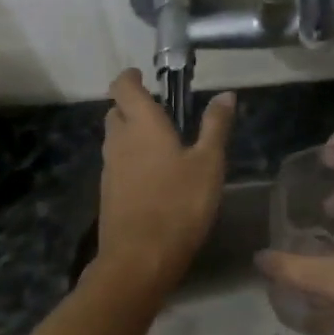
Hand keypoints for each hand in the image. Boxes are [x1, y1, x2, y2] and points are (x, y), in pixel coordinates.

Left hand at [94, 70, 235, 296]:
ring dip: (131, 134)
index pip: (123, 86)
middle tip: (161, 113)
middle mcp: (119, 140)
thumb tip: (226, 94)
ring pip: (115, 139)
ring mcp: (109, 168)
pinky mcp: (108, 192)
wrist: (139, 258)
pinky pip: (116, 164)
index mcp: (142, 124)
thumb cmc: (179, 204)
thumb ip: (215, 126)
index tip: (144, 76)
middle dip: (133, 106)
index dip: (130, 77)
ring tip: (161, 145)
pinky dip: (130, 160)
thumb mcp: (208, 164)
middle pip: (116, 111)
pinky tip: (153, 177)